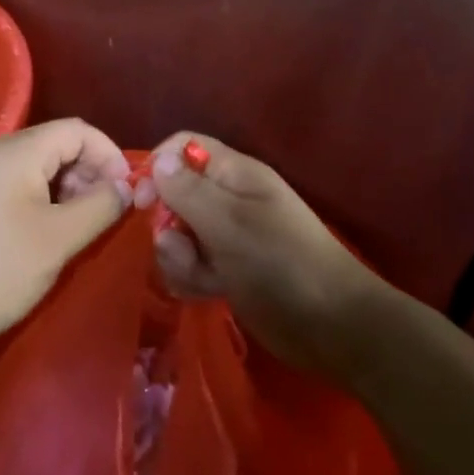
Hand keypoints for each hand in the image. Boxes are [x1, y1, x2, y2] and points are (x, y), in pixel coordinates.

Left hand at [0, 119, 130, 353]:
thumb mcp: (60, 238)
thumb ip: (101, 205)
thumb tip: (127, 187)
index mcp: (18, 150)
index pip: (78, 130)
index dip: (110, 155)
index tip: (129, 192)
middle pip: (60, 143)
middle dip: (91, 171)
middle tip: (108, 212)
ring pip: (44, 165)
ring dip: (72, 188)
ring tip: (84, 226)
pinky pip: (24, 183)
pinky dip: (49, 199)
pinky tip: (56, 232)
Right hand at [143, 133, 379, 380]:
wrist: (332, 326)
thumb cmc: (281, 263)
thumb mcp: (229, 224)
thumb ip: (188, 192)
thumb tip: (158, 161)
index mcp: (235, 174)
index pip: (185, 148)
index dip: (159, 166)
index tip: (142, 201)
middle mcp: (229, 199)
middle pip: (174, 195)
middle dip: (168, 223)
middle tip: (180, 248)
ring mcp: (228, 237)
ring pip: (179, 234)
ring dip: (178, 257)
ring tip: (202, 277)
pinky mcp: (228, 271)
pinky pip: (191, 265)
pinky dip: (191, 278)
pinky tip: (206, 293)